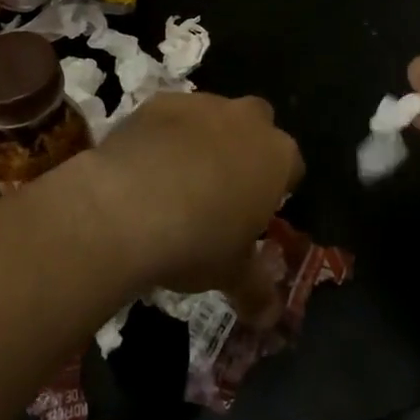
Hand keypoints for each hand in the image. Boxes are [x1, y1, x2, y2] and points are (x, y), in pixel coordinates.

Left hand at [75, 92, 302, 296]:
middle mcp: (247, 120)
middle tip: (222, 189)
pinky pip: (171, 116)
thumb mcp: (231, 274)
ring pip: (213, 116)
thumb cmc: (197, 241)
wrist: (127, 205)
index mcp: (278, 157)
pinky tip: (145, 166)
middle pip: (258, 125)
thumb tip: (271, 319)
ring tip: (177, 180)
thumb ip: (256, 290)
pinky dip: (164, 135)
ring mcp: (203, 105)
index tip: (257, 212)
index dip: (277, 188)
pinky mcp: (159, 101)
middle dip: (246, 148)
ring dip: (204, 139)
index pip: (292, 166)